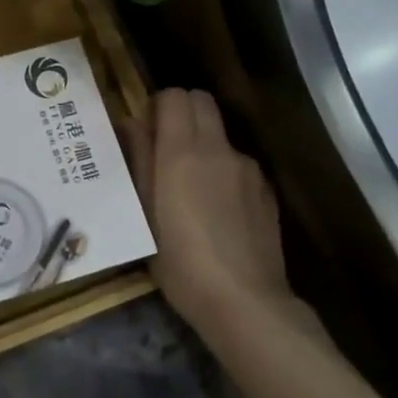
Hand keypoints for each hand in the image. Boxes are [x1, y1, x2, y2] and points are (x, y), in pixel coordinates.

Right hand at [124, 88, 293, 329]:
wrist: (243, 301)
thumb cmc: (179, 261)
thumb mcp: (143, 213)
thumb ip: (138, 160)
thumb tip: (130, 124)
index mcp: (182, 151)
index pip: (175, 96)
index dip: (157, 106)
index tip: (144, 132)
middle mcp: (219, 149)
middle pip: (202, 102)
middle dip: (181, 113)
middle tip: (163, 149)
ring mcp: (248, 169)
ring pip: (220, 135)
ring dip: (202, 144)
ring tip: (188, 188)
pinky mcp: (266, 191)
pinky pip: (238, 164)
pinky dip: (223, 172)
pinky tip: (216, 211)